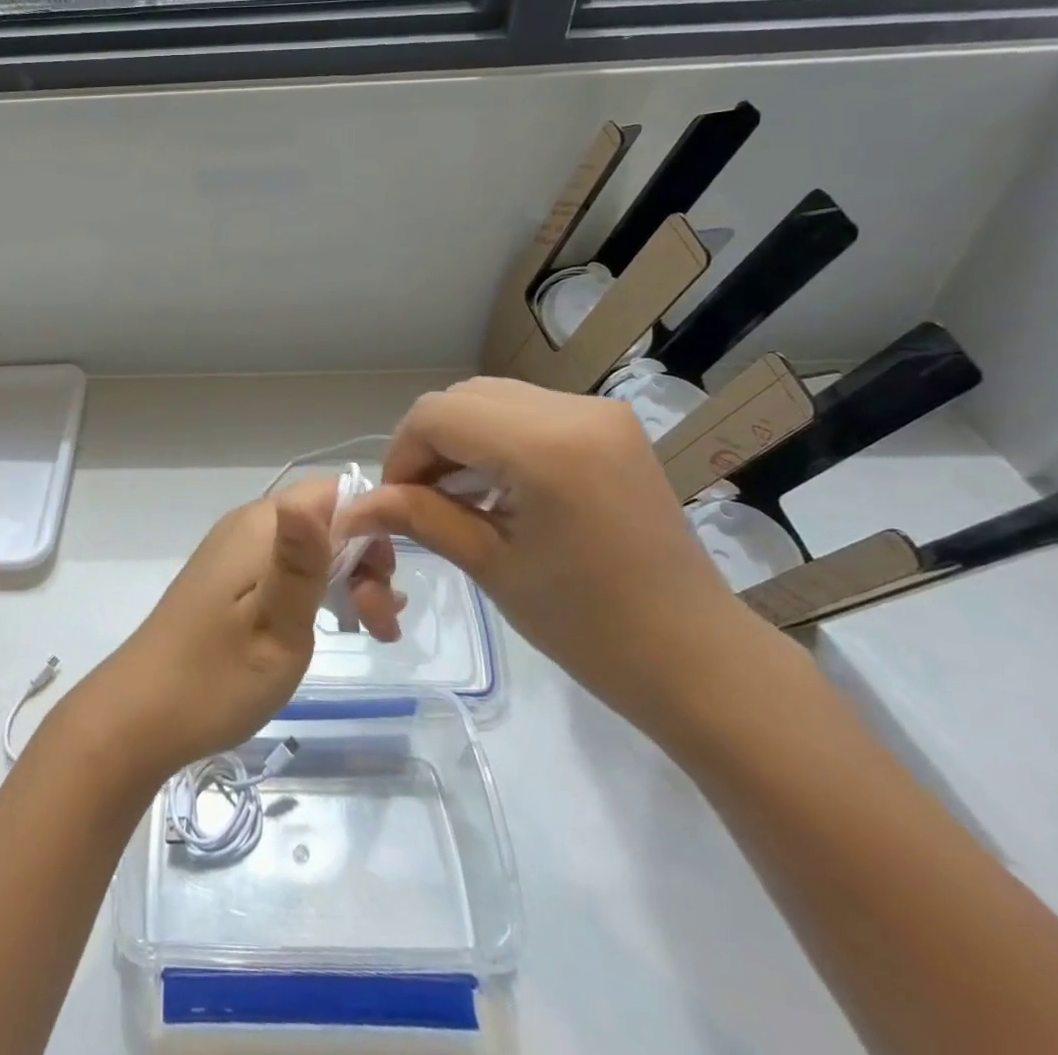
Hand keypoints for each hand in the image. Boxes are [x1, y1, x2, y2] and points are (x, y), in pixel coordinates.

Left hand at [69, 479, 399, 782]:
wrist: (139, 716)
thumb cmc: (216, 679)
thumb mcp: (276, 627)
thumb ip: (304, 561)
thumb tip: (325, 490)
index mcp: (259, 527)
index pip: (334, 493)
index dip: (370, 529)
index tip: (383, 585)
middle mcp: (247, 527)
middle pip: (326, 521)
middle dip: (364, 563)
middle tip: (379, 626)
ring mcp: (234, 552)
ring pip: (310, 547)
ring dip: (347, 581)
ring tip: (371, 632)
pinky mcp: (228, 579)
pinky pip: (285, 567)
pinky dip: (318, 590)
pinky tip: (335, 625)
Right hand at [341, 377, 770, 736]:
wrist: (698, 658)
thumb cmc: (590, 627)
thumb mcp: (491, 567)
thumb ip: (421, 517)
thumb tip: (359, 503)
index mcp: (545, 446)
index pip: (436, 415)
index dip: (401, 454)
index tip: (394, 502)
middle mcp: (574, 410)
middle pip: (462, 398)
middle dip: (428, 444)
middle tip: (420, 500)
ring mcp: (600, 414)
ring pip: (492, 399)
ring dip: (460, 439)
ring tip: (456, 497)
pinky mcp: (612, 428)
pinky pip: (528, 412)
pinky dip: (495, 440)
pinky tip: (496, 488)